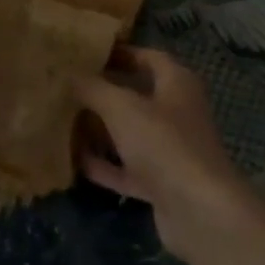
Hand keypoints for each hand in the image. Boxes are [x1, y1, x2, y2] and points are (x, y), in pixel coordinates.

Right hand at [75, 47, 260, 262]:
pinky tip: (75, 162)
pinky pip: (127, 168)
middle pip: (137, 95)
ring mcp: (170, 150)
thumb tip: (70, 75)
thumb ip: (94, 89)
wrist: (199, 212)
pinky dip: (105, 165)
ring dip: (101, 130)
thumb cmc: (164, 144)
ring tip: (65, 120)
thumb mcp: (122, 108)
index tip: (88, 53)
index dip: (121, 53)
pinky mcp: (162, 183)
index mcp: (177, 83)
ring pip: (131, 133)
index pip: (148, 57)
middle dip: (104, 92)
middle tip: (69, 87)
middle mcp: (177, 112)